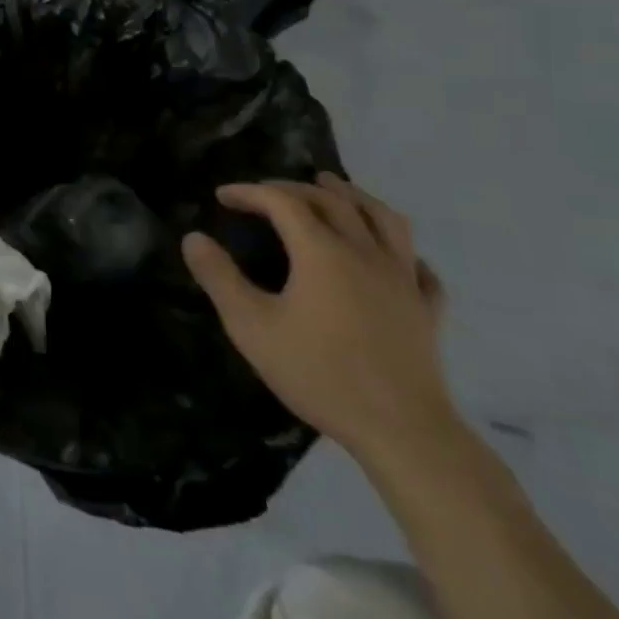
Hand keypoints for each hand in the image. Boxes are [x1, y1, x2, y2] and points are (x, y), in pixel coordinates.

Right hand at [183, 173, 457, 465]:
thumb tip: (193, 238)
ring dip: (355, 197)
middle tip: (267, 193)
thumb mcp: (251, 326)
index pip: (283, 203)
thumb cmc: (319, 373)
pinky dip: (402, 250)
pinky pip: (419, 267)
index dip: (250, 192)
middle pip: (333, 201)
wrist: (402, 430)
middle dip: (295, 189)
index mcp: (322, 252)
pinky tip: (395, 256)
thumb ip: (219, 278)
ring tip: (336, 188)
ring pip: (384, 220)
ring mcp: (403, 280)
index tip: (223, 196)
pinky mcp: (426, 310)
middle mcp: (365, 253)